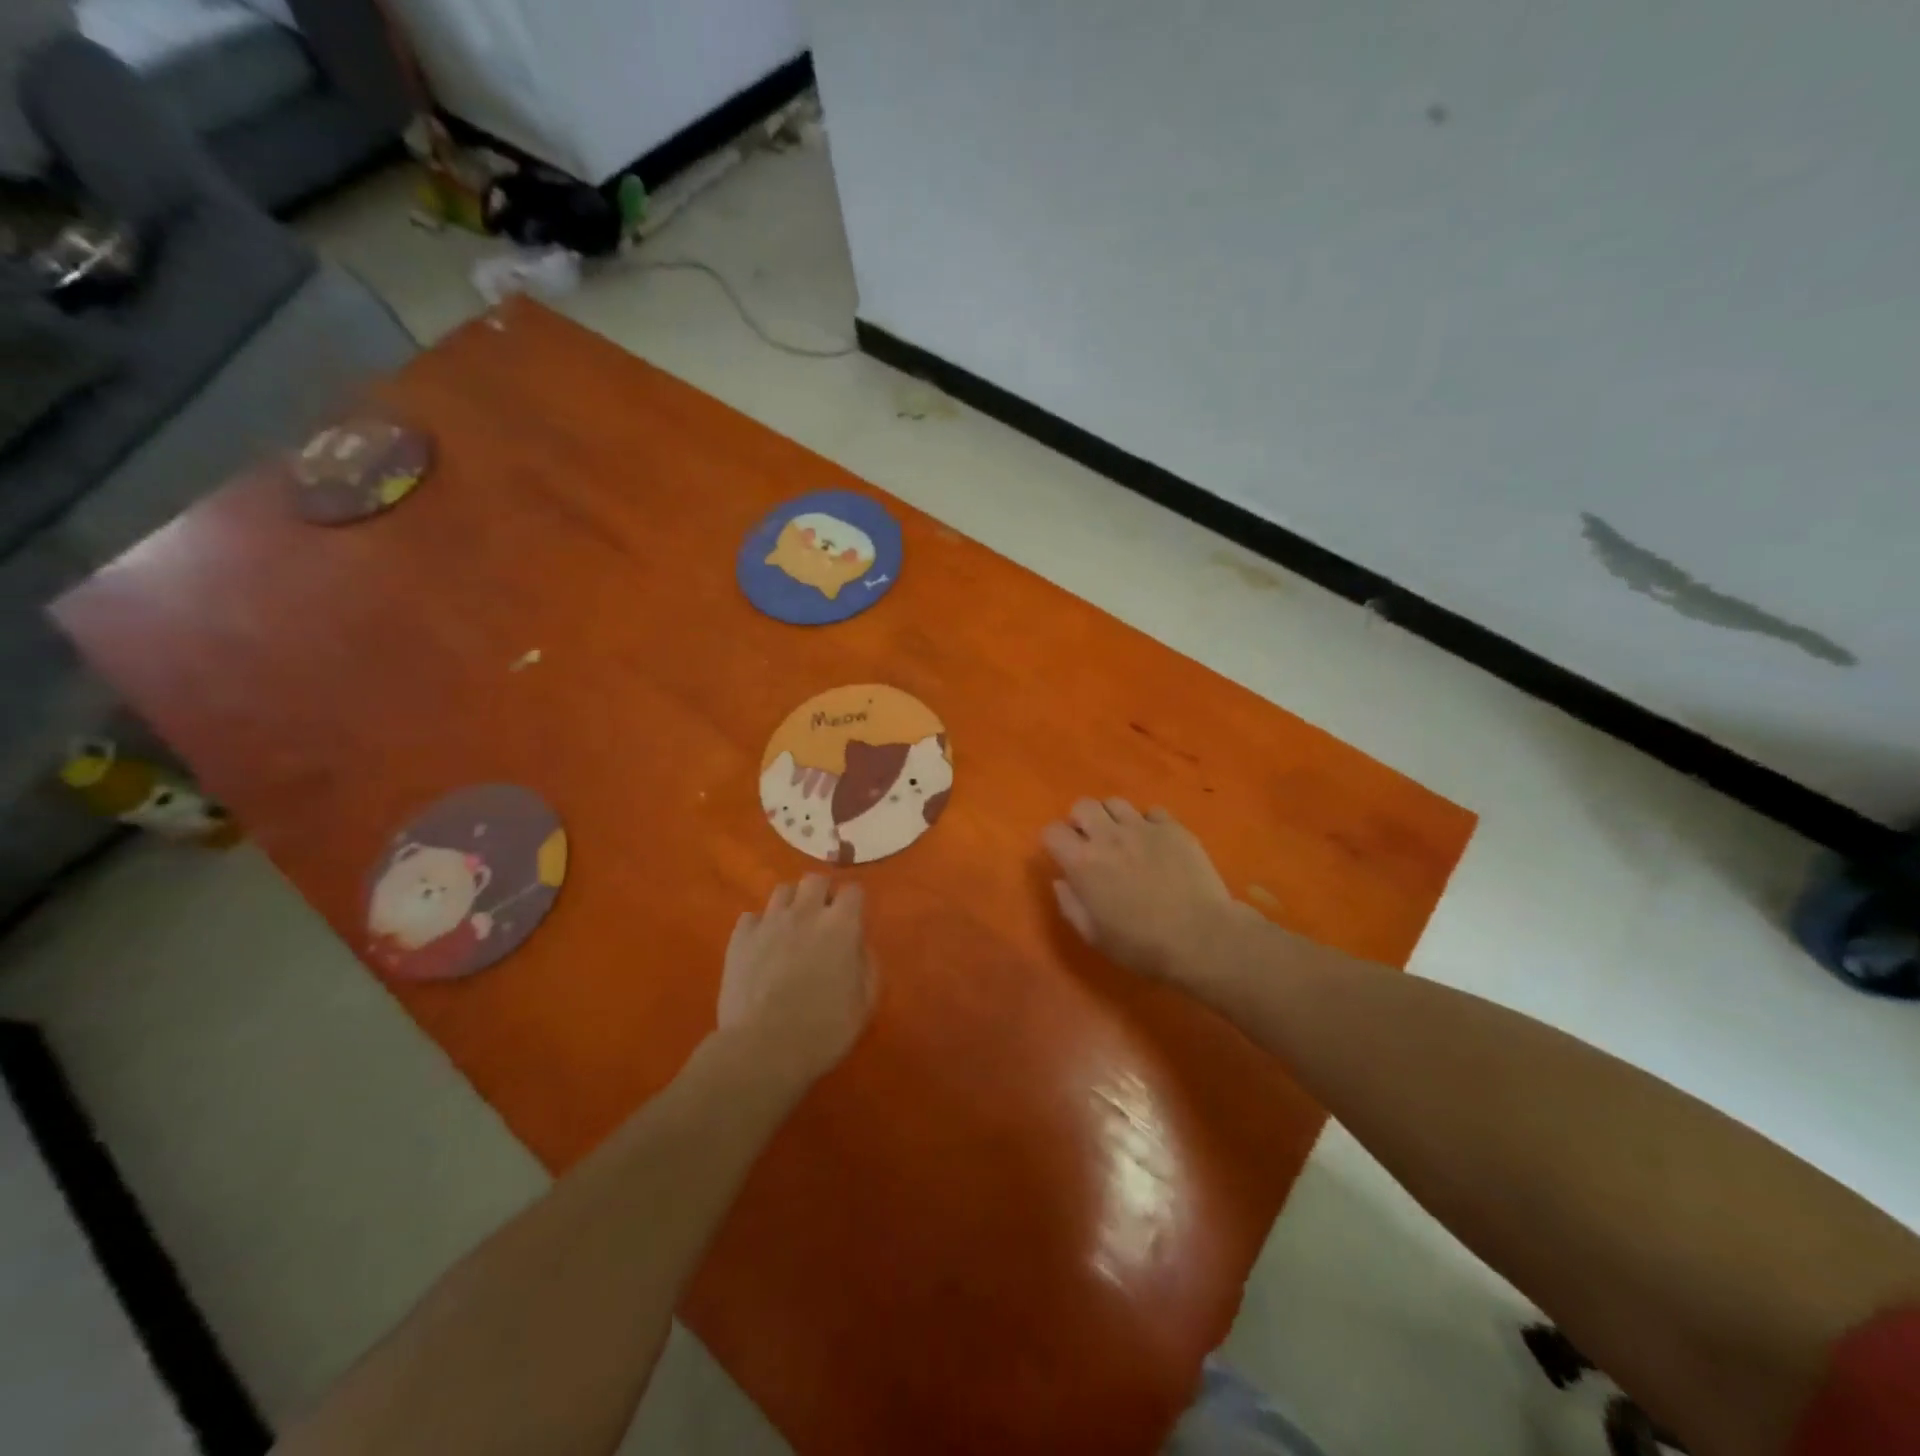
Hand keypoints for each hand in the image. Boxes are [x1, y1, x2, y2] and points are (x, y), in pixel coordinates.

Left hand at [718, 876, 875, 1085]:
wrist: (763, 1049)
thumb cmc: (823, 1030)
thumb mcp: (864, 1003)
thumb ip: (867, 965)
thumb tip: (859, 946)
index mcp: (841, 925)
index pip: (853, 890)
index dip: (854, 902)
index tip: (853, 919)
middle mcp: (805, 913)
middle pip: (815, 879)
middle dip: (822, 892)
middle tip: (822, 918)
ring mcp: (769, 922)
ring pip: (782, 891)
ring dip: (792, 904)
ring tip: (792, 927)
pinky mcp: (739, 938)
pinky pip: (751, 917)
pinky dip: (759, 926)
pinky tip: (762, 946)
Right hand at [1041, 799, 1244, 993]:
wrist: (1201, 939)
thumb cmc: (1141, 945)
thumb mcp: (1094, 935)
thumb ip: (1070, 904)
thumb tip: (1062, 881)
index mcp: (1082, 862)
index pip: (1052, 831)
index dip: (1055, 842)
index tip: (1064, 856)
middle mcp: (1108, 836)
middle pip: (1082, 805)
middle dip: (1081, 821)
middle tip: (1092, 844)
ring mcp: (1143, 827)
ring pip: (1116, 803)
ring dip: (1112, 819)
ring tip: (1123, 839)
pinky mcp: (1173, 828)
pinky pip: (1152, 812)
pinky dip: (1148, 824)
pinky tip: (1156, 844)